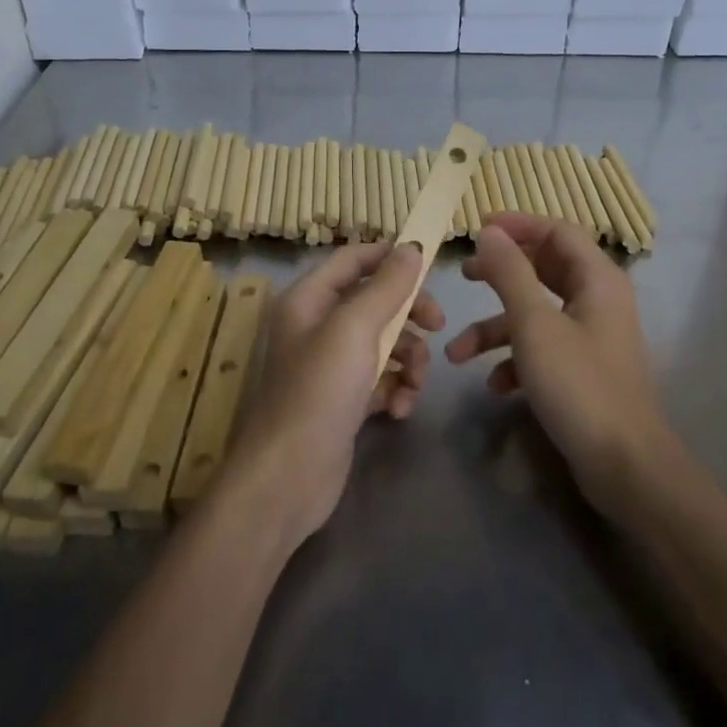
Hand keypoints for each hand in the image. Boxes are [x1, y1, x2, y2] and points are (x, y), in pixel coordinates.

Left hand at [225, 242, 443, 542]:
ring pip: (384, 343)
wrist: (288, 478)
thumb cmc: (319, 391)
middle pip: (374, 301)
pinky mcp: (344, 400)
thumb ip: (386, 287)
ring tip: (414, 384)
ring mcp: (330, 365)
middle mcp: (317, 326)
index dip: (390, 256)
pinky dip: (395, 389)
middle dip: (409, 314)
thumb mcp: (354, 329)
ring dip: (408, 359)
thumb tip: (411, 247)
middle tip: (438, 325)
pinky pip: (381, 379)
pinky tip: (399, 410)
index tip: (430, 265)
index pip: (353, 259)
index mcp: (309, 299)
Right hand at [447, 214, 674, 515]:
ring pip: (536, 314)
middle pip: (544, 269)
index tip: (477, 229)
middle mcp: (597, 300)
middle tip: (464, 275)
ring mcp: (591, 336)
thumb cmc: (578, 384)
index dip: (518, 225)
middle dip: (500, 274)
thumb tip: (489, 231)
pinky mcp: (582, 369)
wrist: (623, 465)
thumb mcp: (534, 324)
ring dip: (495, 329)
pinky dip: (514, 359)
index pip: (557, 231)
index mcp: (597, 279)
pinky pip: (542, 348)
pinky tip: (494, 385)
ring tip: (456, 352)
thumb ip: (509, 272)